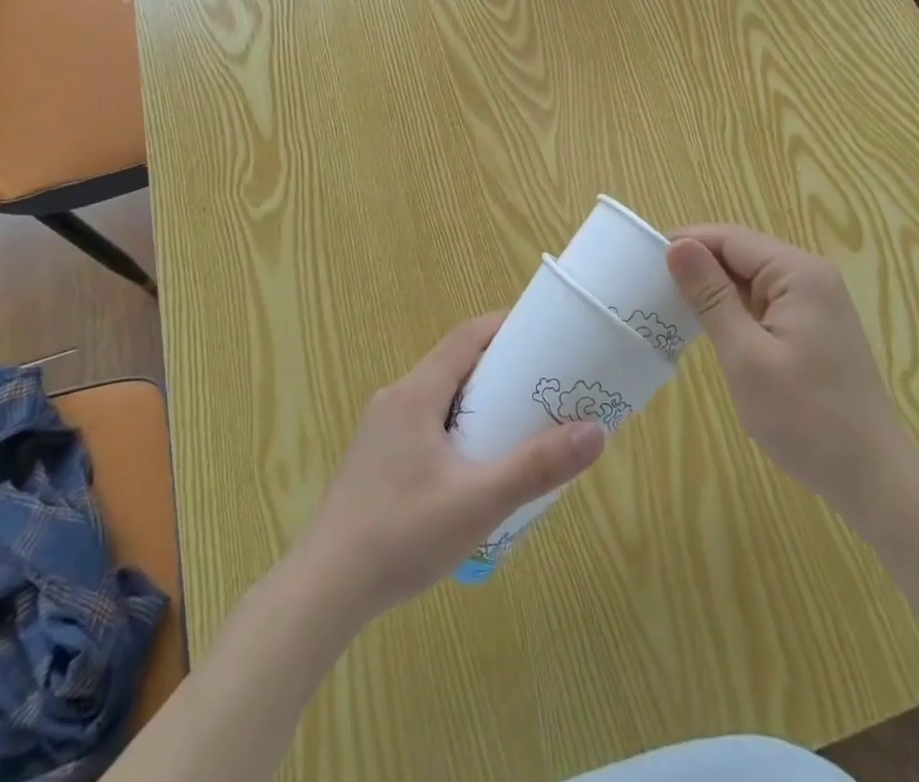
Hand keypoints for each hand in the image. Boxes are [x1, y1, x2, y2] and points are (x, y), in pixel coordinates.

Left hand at [295, 313, 605, 616]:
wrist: (322, 592)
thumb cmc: (402, 534)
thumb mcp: (479, 502)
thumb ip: (536, 467)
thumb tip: (596, 431)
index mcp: (415, 393)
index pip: (465, 337)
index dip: (503, 327)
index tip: (543, 333)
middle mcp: (395, 400)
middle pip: (453, 365)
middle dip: (498, 369)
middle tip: (541, 386)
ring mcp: (379, 432)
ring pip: (438, 398)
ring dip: (476, 402)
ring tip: (516, 426)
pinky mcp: (374, 461)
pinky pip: (424, 425)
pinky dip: (456, 428)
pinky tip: (472, 468)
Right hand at [667, 225, 907, 519]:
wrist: (873, 479)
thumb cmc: (805, 418)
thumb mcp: (746, 356)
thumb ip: (710, 296)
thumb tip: (677, 246)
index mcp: (798, 273)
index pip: (730, 238)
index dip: (686, 244)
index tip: (641, 261)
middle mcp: (811, 276)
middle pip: (741, 254)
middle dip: (698, 266)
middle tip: (650, 288)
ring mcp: (816, 302)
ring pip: (751, 279)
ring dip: (714, 290)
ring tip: (669, 306)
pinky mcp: (814, 327)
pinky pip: (765, 302)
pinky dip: (735, 310)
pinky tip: (709, 328)